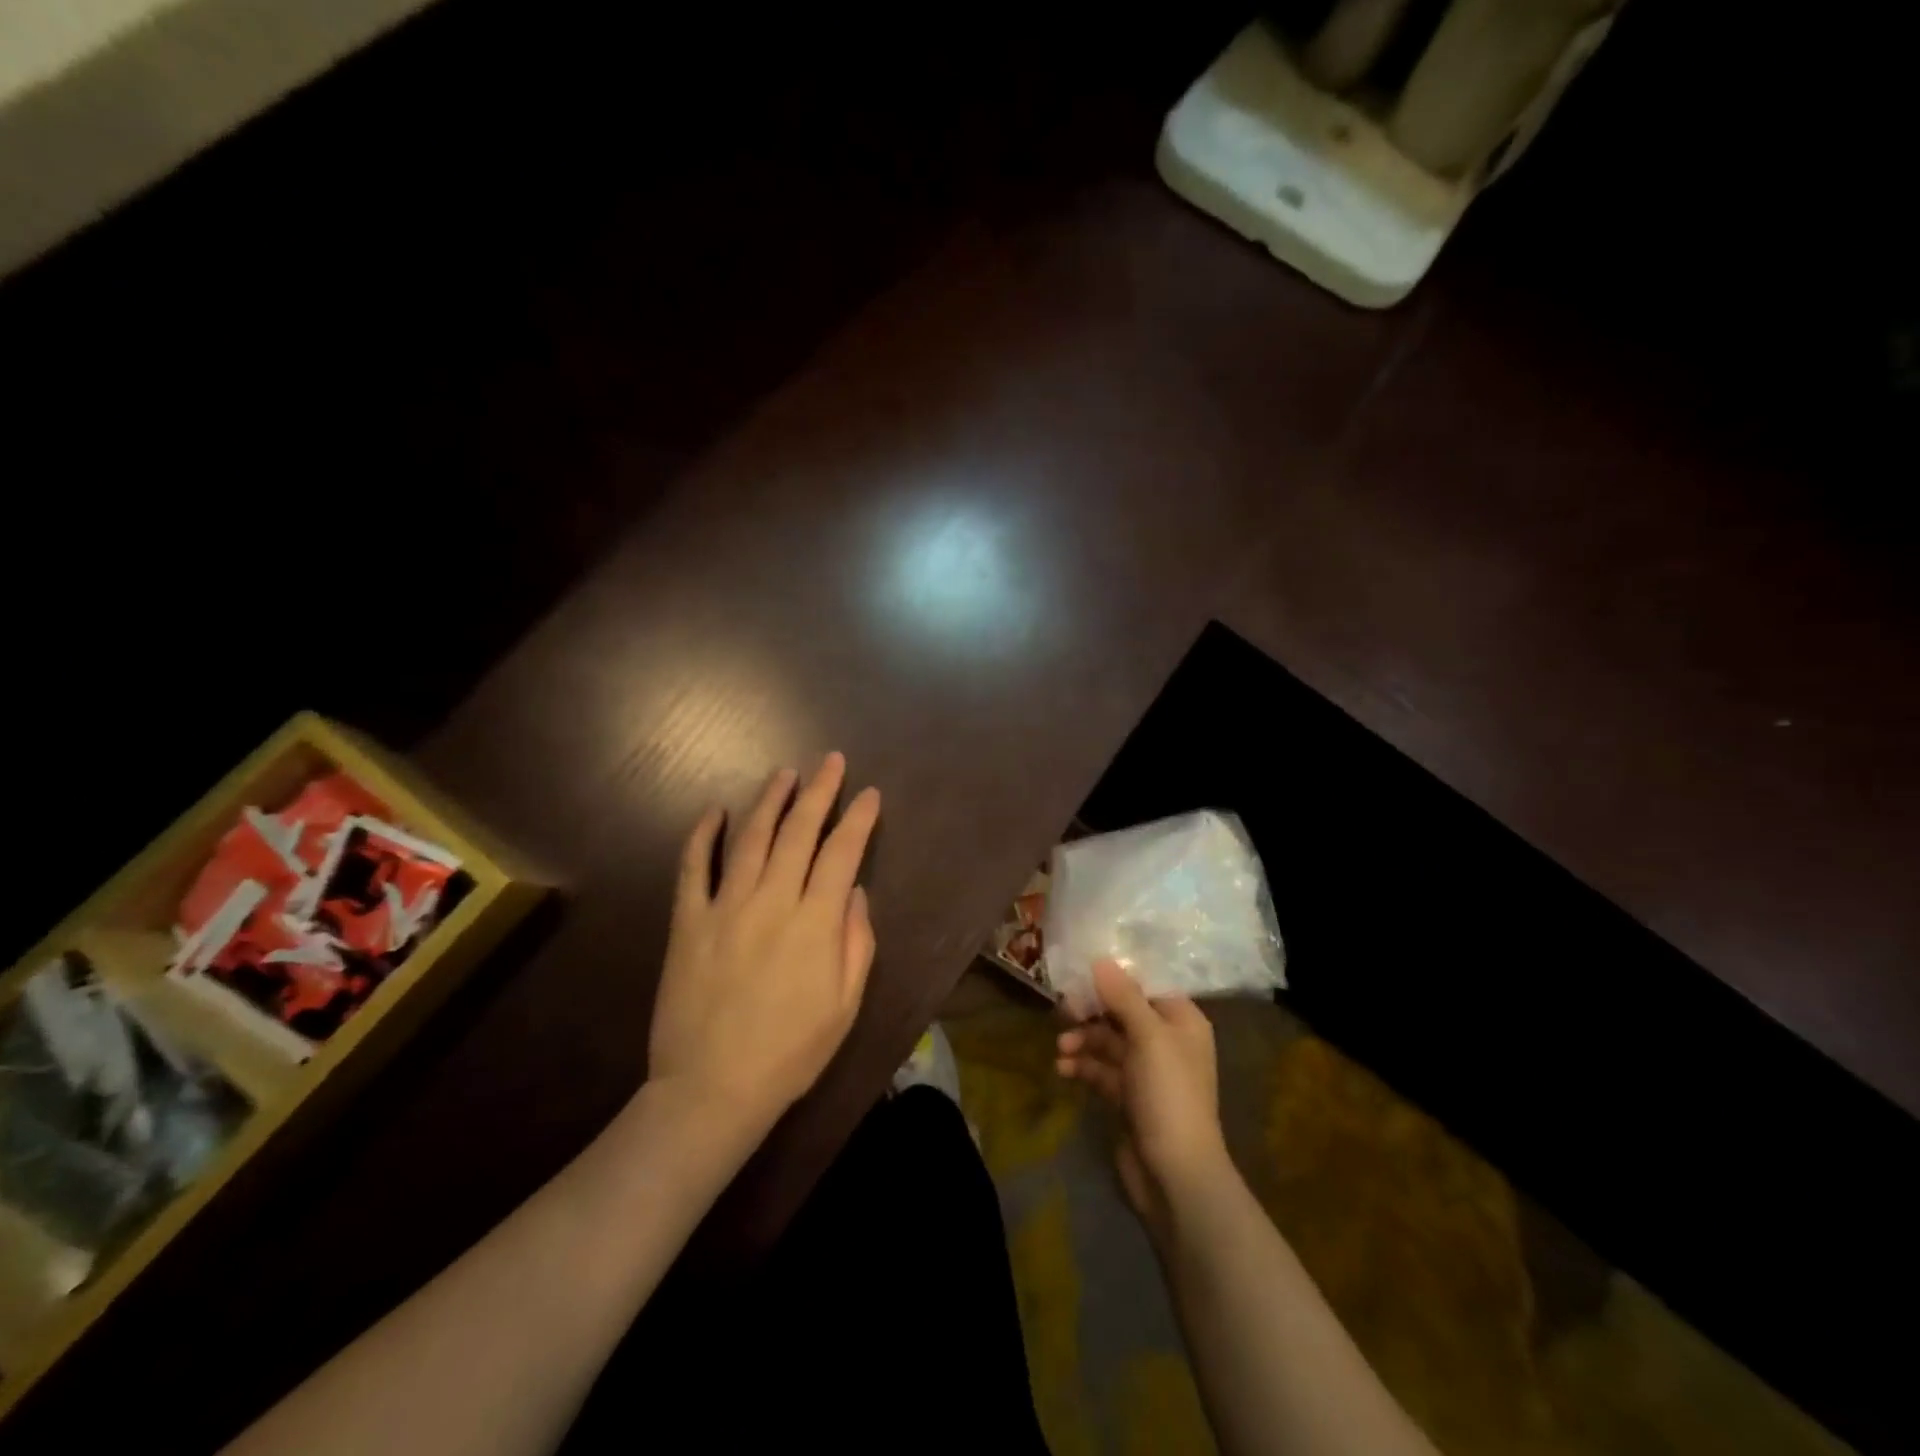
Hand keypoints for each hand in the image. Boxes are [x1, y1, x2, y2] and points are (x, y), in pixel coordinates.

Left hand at [648, 753, 880, 1137]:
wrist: (712, 1089)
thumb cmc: (791, 1052)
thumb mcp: (845, 1005)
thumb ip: (857, 942)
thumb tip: (855, 892)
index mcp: (815, 923)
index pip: (842, 854)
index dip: (858, 820)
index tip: (870, 794)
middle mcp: (772, 901)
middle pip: (799, 832)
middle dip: (818, 792)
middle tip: (830, 761)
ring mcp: (725, 907)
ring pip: (751, 838)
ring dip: (769, 801)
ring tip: (784, 774)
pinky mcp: (688, 922)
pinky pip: (693, 868)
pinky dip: (701, 835)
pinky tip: (713, 811)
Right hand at [1056, 960, 1232, 1239]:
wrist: (1175, 1175)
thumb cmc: (1169, 1095)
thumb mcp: (1148, 1037)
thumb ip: (1123, 996)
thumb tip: (1100, 959)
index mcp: (1182, 1021)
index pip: (1147, 985)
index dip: (1116, 976)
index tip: (1082, 968)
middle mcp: (1166, 1041)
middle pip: (1123, 1011)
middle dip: (1092, 1010)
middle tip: (1063, 1009)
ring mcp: (1147, 1071)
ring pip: (1108, 1041)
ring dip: (1083, 1040)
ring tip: (1061, 1048)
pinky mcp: (1128, 1097)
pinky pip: (1101, 1069)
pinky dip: (1082, 1066)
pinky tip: (1063, 1070)